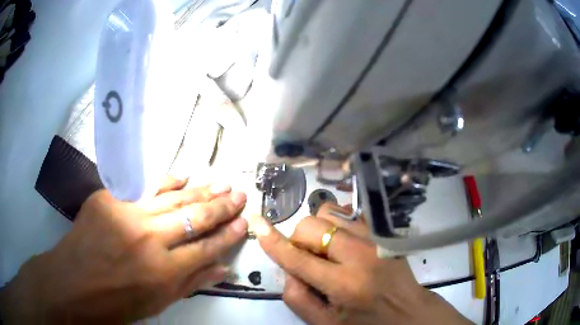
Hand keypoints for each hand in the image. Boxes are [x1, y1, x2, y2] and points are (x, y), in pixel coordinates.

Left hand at [0, 179, 247, 323]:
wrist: (72, 283)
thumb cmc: (116, 303)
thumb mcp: (157, 304)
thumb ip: (191, 284)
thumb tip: (222, 268)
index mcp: (163, 271)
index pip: (206, 247)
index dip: (228, 235)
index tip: (245, 221)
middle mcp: (149, 238)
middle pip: (194, 217)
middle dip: (221, 206)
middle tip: (240, 193)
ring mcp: (127, 213)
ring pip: (172, 198)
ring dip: (199, 189)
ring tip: (221, 182)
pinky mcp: (108, 198)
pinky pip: (144, 187)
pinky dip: (166, 181)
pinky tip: (182, 175)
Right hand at [255, 203, 471, 324]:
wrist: (408, 312)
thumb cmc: (366, 323)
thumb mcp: (326, 324)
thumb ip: (298, 298)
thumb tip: (289, 269)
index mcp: (344, 284)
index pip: (298, 258)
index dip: (273, 242)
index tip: (257, 223)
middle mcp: (360, 254)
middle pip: (312, 226)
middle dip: (299, 240)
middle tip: (309, 260)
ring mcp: (374, 238)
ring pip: (329, 213)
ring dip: (318, 231)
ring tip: (327, 252)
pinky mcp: (382, 232)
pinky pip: (348, 212)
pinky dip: (336, 223)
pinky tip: (342, 243)